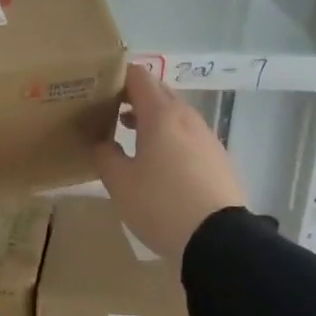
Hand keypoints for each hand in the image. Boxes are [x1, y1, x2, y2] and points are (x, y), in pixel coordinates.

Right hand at [93, 63, 247, 265]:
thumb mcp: (120, 183)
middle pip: (159, 92)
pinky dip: (169, 137)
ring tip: (130, 137)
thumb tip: (103, 142)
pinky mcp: (218, 159)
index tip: (97, 89)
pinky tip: (158, 163)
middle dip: (133, 96)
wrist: (218, 240)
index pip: (138, 76)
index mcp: (161, 114)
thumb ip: (105, 155)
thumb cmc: (161, 204)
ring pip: (175, 115)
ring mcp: (207, 137)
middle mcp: (187, 117)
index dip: (117, 77)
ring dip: (152, 118)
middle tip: (108, 112)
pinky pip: (188, 136)